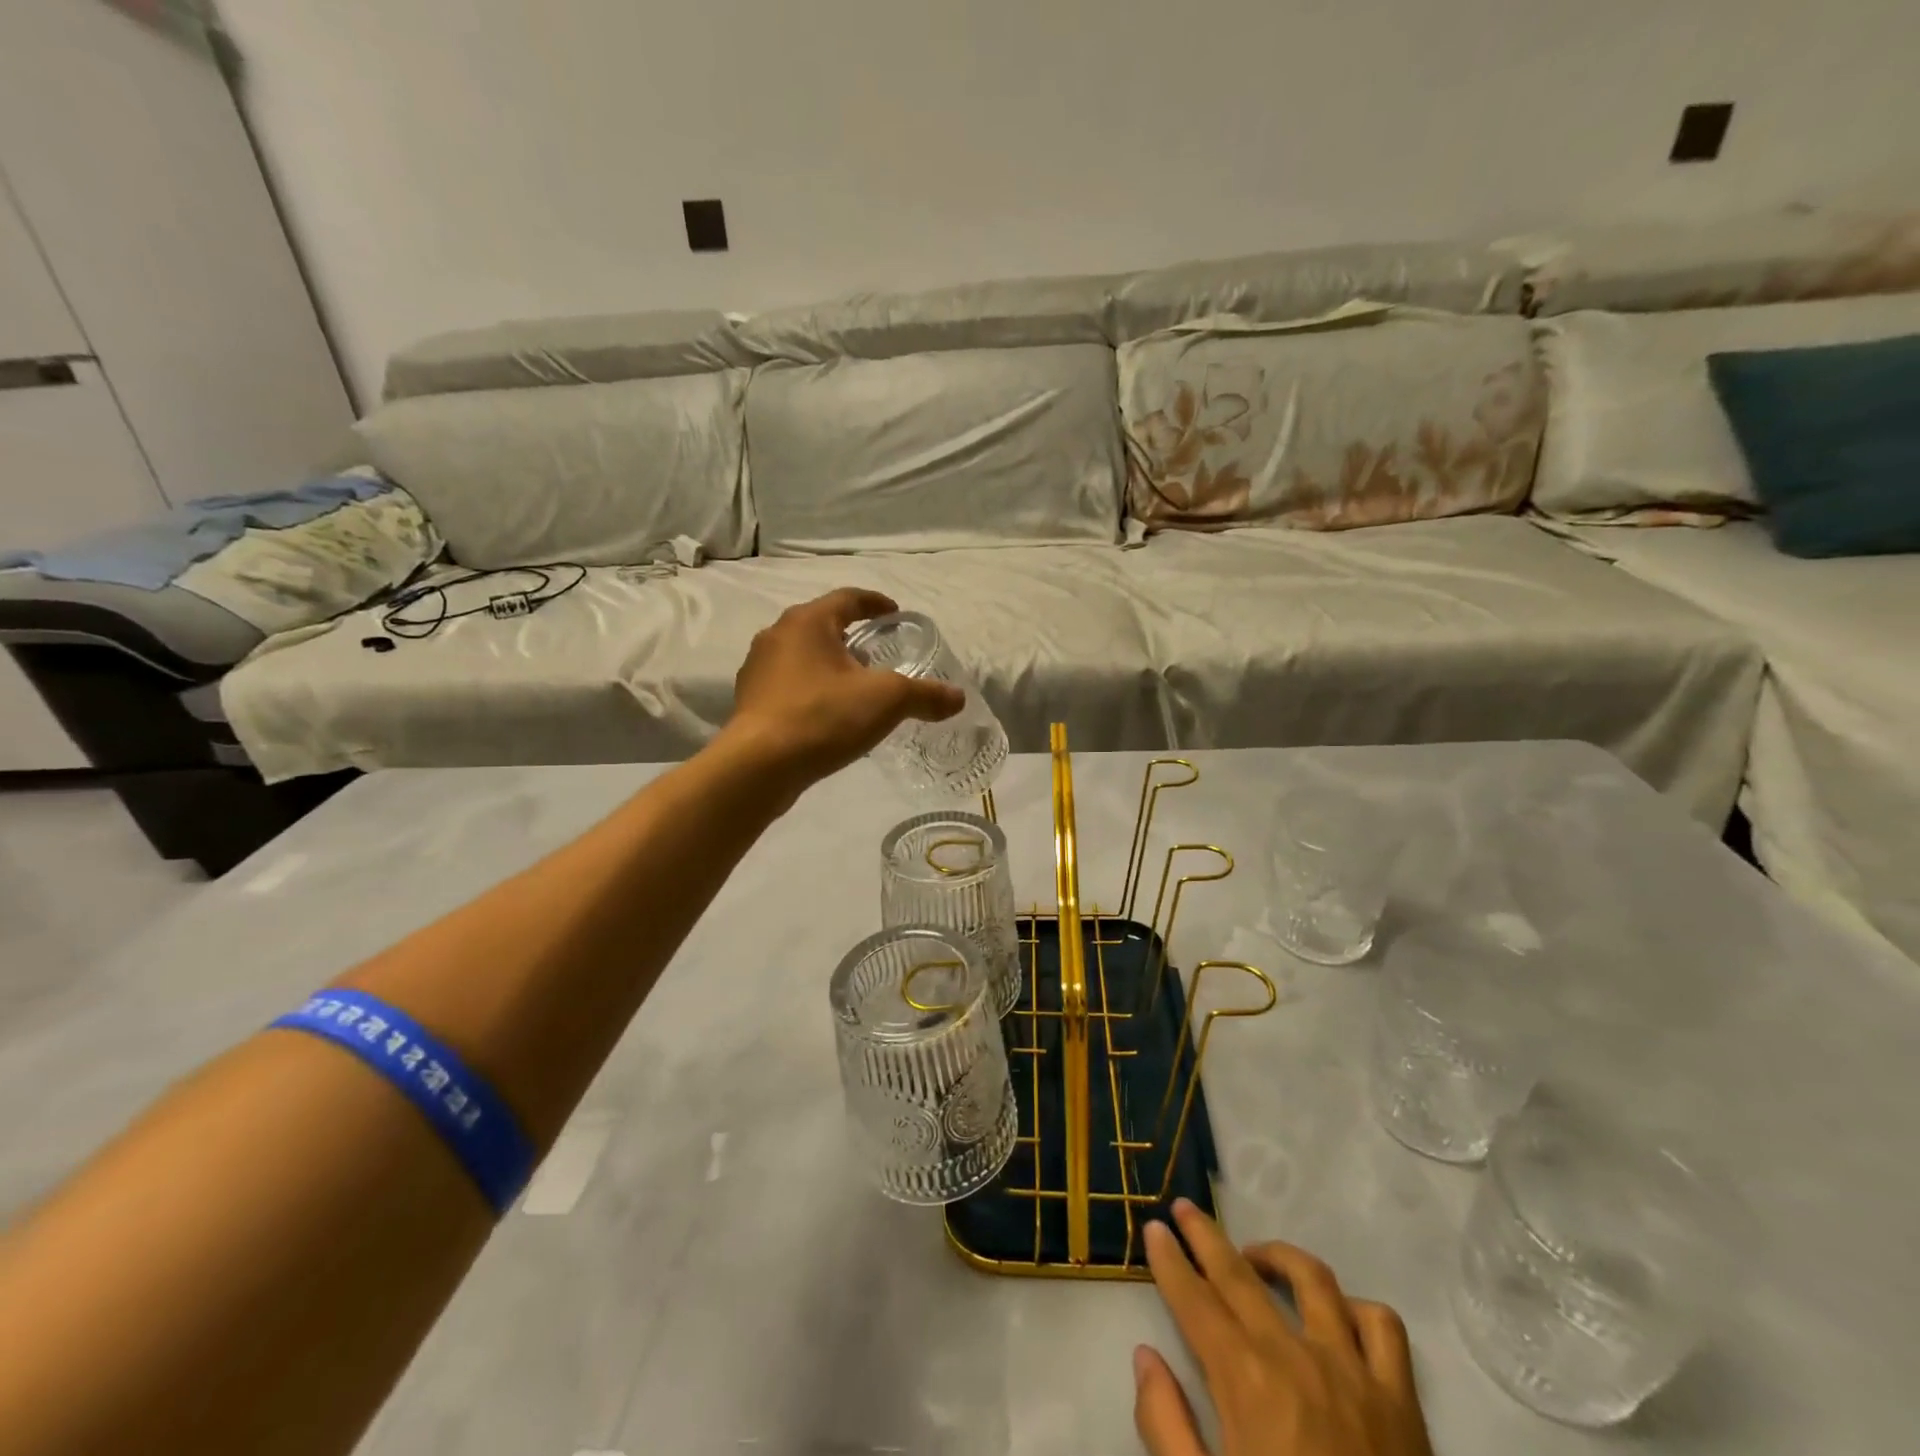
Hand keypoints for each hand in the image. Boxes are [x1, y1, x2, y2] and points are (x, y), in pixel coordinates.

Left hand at [722, 588, 964, 789]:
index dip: (875, 603)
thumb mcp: (886, 701)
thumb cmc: (823, 717)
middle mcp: (777, 636)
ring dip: (829, 664)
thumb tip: (958, 698)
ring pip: (802, 656)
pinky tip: (828, 715)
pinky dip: (812, 690)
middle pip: (822, 625)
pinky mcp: (751, 702)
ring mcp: (758, 670)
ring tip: (855, 686)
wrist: (759, 767)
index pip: (847, 598)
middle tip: (878, 652)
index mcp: (807, 622)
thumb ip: (925, 695)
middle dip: (851, 636)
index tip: (895, 614)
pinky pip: (789, 685)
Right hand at [1134, 1201, 1432, 1455]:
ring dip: (1276, 1256)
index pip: (1194, 1299)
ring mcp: (1354, 1373)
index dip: (1169, 1260)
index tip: (1153, 1227)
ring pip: (1313, 1279)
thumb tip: (1144, 1356)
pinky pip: (1382, 1327)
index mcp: (1246, 1382)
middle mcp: (1296, 1358)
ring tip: (1253, 1257)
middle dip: (1205, 1235)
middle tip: (1183, 1208)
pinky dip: (1355, 1307)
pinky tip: (1335, 1315)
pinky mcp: (1401, 1400)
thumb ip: (1166, 1426)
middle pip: (1240, 1274)